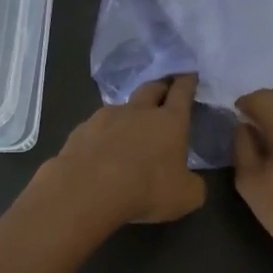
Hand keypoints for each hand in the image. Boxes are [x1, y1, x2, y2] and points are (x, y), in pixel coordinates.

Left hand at [46, 75, 205, 226]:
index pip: (182, 92)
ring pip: (121, 108)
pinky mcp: (80, 130)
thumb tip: (189, 181)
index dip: (187, 82)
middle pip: (151, 88)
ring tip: (128, 131)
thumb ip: (192, 185)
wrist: (88, 190)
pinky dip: (102, 134)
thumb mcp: (185, 197)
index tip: (189, 75)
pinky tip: (100, 151)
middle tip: (164, 92)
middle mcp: (138, 111)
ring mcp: (105, 117)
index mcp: (169, 121)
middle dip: (160, 87)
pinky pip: (96, 127)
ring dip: (129, 114)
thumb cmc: (146, 189)